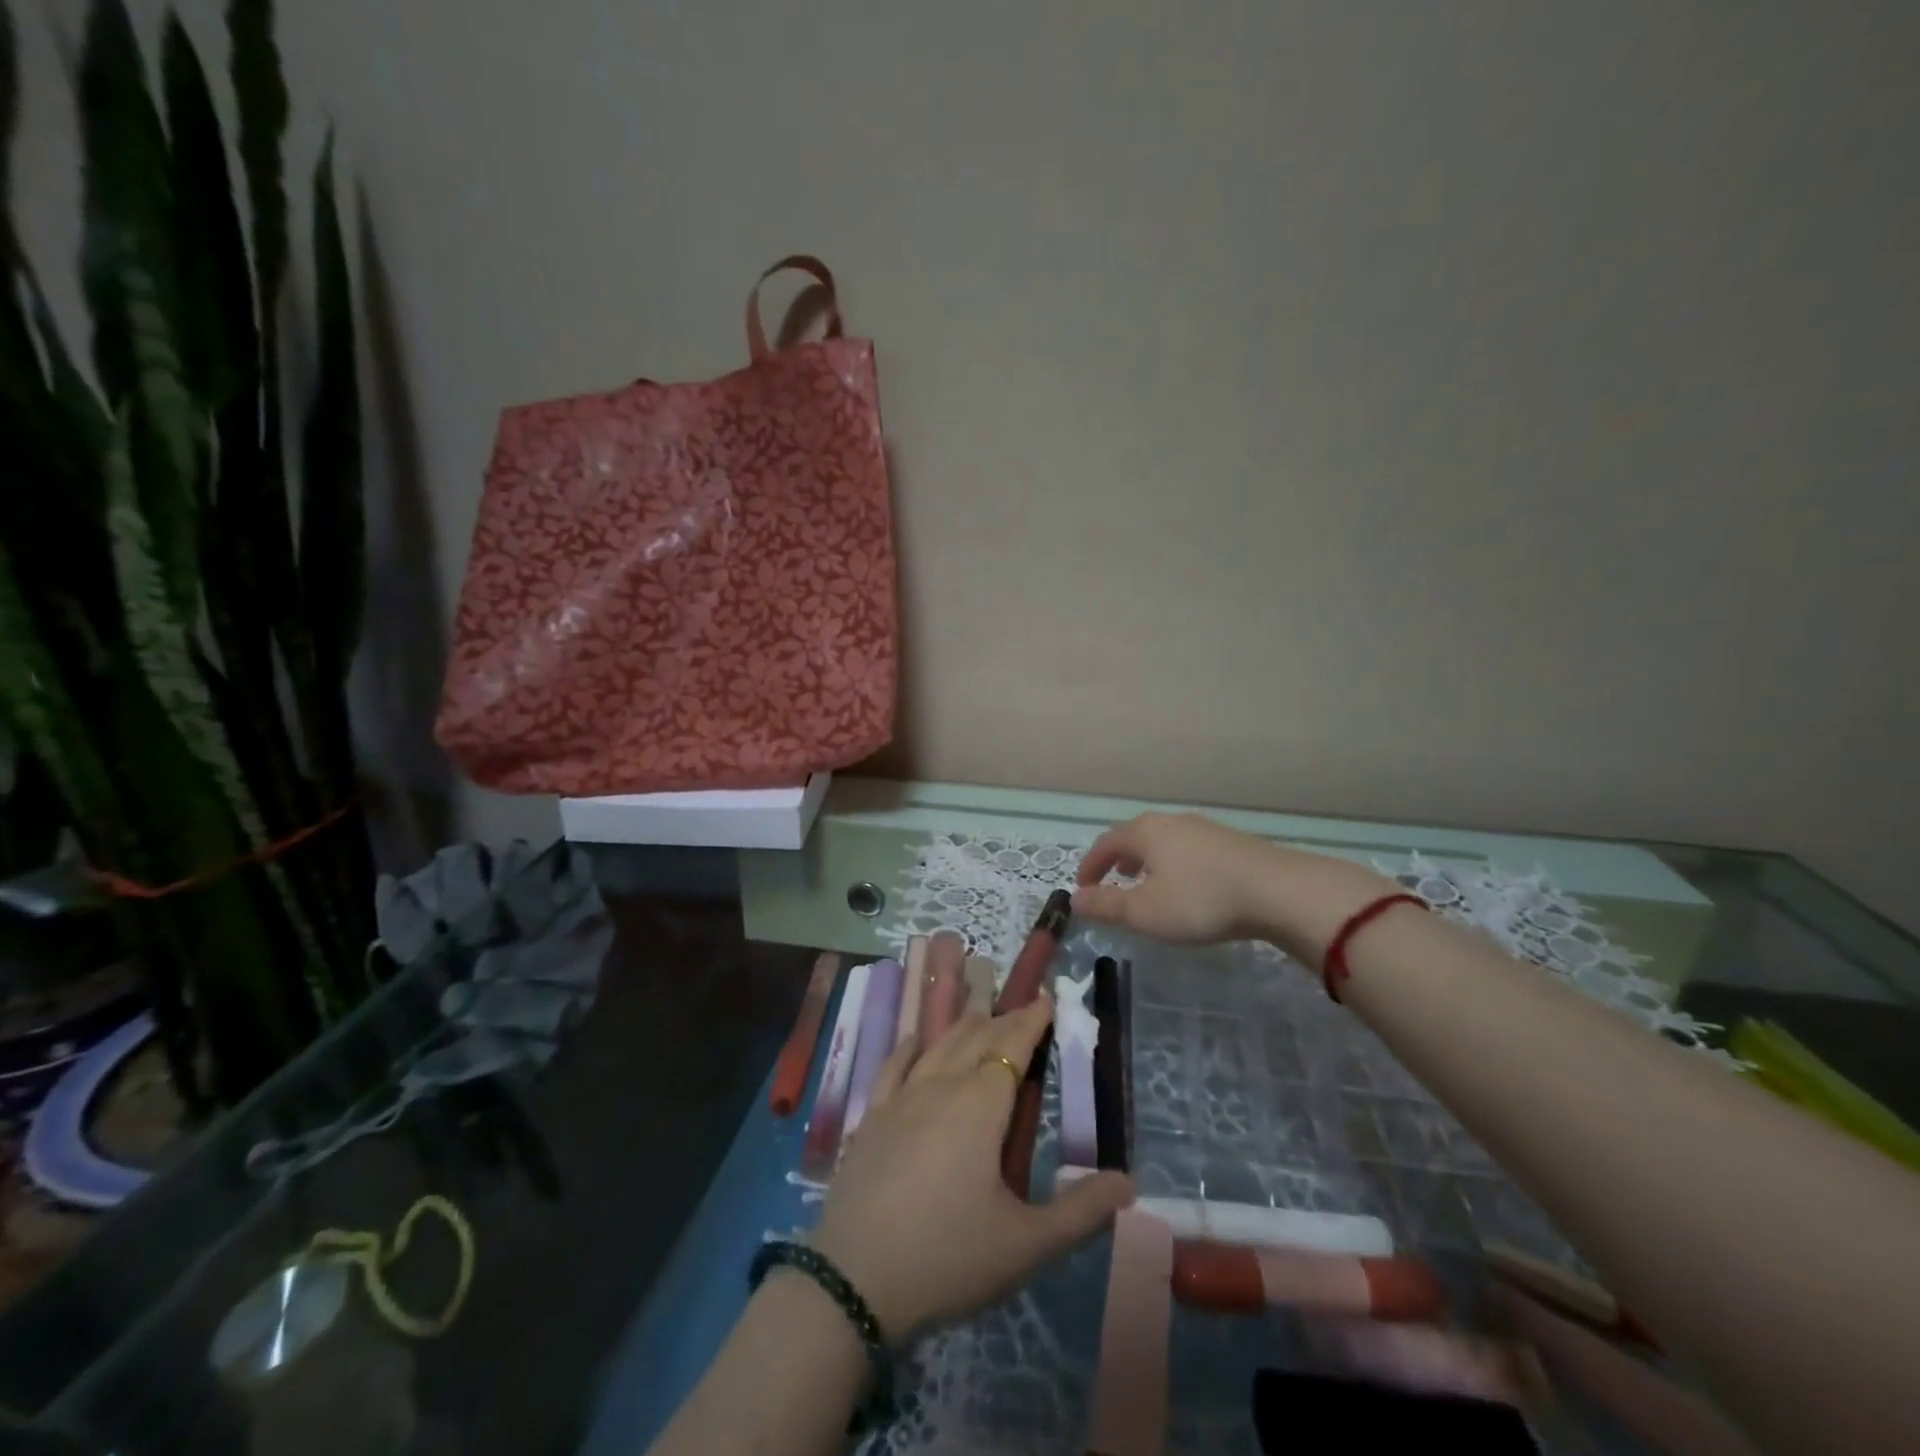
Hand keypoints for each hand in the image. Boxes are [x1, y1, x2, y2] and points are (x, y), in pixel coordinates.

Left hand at [810, 996, 1133, 1340]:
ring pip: (938, 1044)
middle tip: (1025, 1008)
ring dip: (964, 1025)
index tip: (1047, 999)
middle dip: (1005, 1019)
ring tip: (981, 1013)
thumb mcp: (1027, 1245)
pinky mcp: (871, 1116)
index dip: (1032, 1020)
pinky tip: (916, 1041)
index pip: (1012, 1046)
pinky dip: (912, 1045)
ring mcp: (900, 1097)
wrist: (853, 1280)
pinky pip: (894, 1064)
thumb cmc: (948, 1258)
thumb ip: (1082, 1211)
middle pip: (977, 1037)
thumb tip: (1129, 1181)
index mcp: (980, 1104)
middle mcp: (941, 1085)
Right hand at [1073, 812, 1398, 959]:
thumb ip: (1107, 905)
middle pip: (1134, 836)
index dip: (1090, 865)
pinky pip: (1188, 849)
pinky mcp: (1230, 842)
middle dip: (1118, 859)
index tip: (1083, 887)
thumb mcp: (1145, 912)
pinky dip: (1174, 864)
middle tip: (1112, 881)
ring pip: (1163, 841)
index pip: (1105, 842)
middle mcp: (1171, 821)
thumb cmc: (1200, 900)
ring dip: (1147, 861)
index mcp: (1145, 832)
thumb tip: (1076, 900)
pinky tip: (1187, 885)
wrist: (1277, 891)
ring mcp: (1204, 828)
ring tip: (1147, 885)